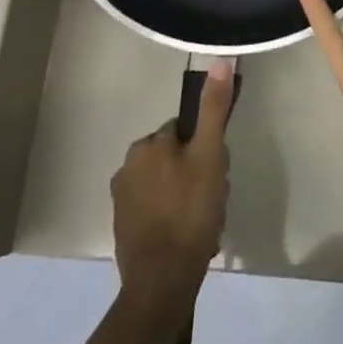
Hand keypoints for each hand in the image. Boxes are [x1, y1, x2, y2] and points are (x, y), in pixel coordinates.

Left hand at [111, 62, 232, 312]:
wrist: (161, 282)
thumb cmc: (189, 213)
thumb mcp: (209, 155)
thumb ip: (213, 109)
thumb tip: (220, 61)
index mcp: (147, 145)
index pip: (187, 132)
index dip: (207, 150)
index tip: (217, 173)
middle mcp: (127, 166)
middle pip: (178, 158)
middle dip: (198, 176)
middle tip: (213, 201)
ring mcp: (122, 200)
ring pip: (169, 186)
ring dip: (189, 199)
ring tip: (205, 223)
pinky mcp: (124, 228)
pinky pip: (158, 211)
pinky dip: (174, 219)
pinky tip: (190, 237)